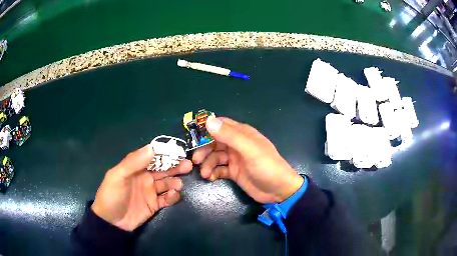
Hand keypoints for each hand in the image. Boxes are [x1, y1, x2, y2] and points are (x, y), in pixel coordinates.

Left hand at [91, 145, 192, 230]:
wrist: (111, 221)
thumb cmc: (112, 195)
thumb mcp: (118, 176)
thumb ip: (133, 162)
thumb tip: (152, 148)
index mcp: (136, 168)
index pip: (152, 157)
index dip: (165, 153)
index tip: (178, 151)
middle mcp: (145, 177)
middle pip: (163, 169)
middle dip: (175, 166)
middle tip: (188, 165)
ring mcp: (150, 192)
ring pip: (167, 183)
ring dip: (174, 181)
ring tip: (178, 184)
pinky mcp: (154, 204)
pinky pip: (167, 199)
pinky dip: (172, 196)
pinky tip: (173, 195)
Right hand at [193, 117, 302, 203]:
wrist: (278, 191)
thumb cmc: (266, 167)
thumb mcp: (249, 150)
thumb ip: (230, 136)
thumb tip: (208, 120)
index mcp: (242, 134)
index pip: (221, 125)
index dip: (207, 129)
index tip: (193, 138)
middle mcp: (237, 144)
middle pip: (214, 142)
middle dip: (204, 150)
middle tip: (196, 161)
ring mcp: (235, 159)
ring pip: (215, 156)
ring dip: (208, 164)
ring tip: (205, 174)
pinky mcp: (234, 172)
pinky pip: (219, 169)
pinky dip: (213, 172)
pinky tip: (211, 178)